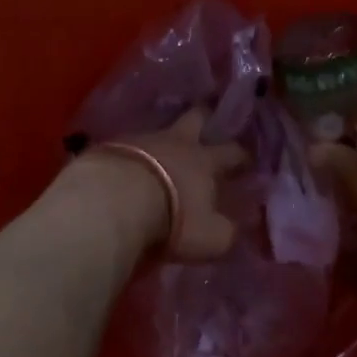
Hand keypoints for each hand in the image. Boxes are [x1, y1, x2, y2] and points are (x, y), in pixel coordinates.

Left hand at [64, 109, 247, 260]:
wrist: (112, 201)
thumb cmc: (171, 219)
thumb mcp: (210, 237)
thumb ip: (226, 231)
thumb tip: (233, 226)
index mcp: (205, 161)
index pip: (232, 152)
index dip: (241, 155)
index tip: (246, 160)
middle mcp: (176, 143)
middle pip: (196, 118)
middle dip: (204, 118)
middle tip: (206, 120)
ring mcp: (140, 140)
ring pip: (158, 130)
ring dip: (163, 139)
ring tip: (161, 149)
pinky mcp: (109, 146)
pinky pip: (127, 145)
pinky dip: (131, 154)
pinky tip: (127, 165)